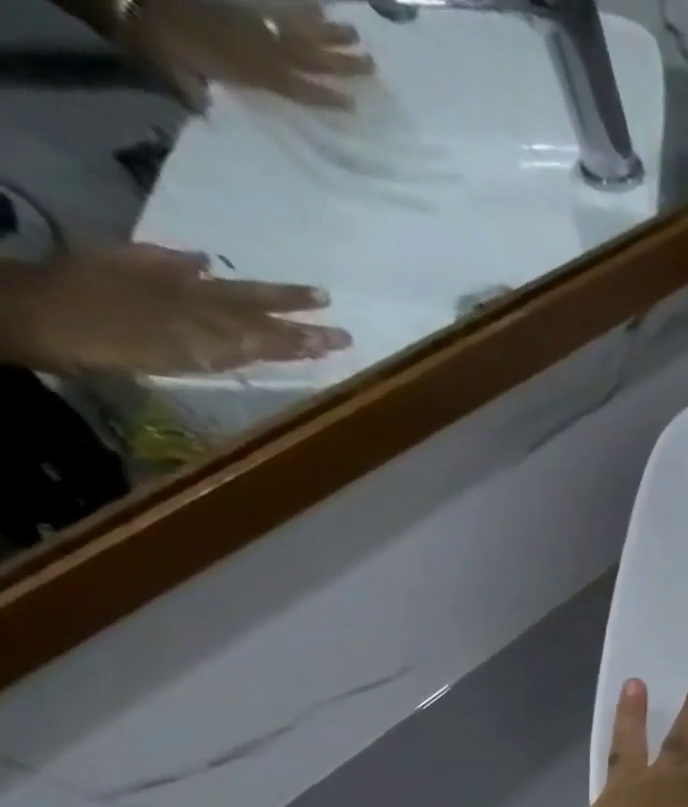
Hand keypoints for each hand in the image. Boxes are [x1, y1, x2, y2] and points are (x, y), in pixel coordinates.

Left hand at [0, 246, 348, 375]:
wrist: (30, 314)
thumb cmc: (109, 343)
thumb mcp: (186, 352)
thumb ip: (238, 342)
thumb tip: (299, 337)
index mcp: (209, 320)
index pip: (270, 328)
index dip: (305, 335)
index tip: (343, 336)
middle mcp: (192, 297)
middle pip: (249, 301)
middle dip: (289, 305)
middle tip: (326, 298)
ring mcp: (156, 282)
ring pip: (220, 287)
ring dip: (256, 290)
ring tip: (291, 288)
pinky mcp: (120, 268)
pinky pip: (162, 262)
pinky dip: (186, 263)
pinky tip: (203, 260)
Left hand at [122, 0, 372, 110]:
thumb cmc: (156, 40)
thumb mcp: (179, 77)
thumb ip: (202, 96)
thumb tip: (214, 116)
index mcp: (254, 73)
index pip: (300, 89)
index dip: (327, 97)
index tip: (355, 104)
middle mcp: (260, 48)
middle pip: (309, 56)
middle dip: (341, 60)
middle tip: (373, 62)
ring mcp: (249, 22)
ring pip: (297, 30)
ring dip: (327, 31)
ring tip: (354, 32)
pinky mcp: (236, 4)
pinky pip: (273, 6)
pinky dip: (296, 6)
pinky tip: (316, 5)